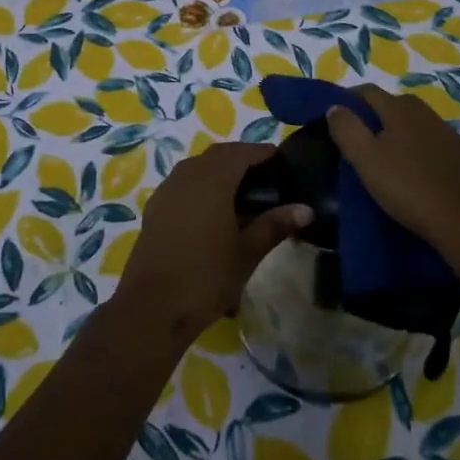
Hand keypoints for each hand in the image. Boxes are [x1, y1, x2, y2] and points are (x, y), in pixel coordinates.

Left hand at [111, 142, 311, 346]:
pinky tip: (212, 210)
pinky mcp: (155, 208)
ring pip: (197, 167)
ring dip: (218, 170)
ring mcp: (167, 191)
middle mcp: (187, 176)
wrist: (152, 306)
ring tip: (241, 192)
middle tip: (264, 174)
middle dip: (240, 158)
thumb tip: (306, 209)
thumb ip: (275, 225)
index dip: (260, 152)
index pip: (240, 152)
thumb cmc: (207, 276)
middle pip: (217, 155)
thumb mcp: (247, 252)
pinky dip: (200, 185)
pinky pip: (182, 183)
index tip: (279, 158)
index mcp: (212, 180)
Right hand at [325, 87, 459, 273]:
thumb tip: (335, 107)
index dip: (348, 99)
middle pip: (393, 105)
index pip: (367, 91)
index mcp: (399, 109)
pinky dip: (422, 150)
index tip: (335, 117)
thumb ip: (347, 129)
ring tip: (388, 157)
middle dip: (374, 116)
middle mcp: (426, 112)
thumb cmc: (408, 187)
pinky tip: (419, 171)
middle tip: (360, 140)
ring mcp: (449, 133)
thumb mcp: (366, 160)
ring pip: (416, 124)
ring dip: (400, 133)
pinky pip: (435, 144)